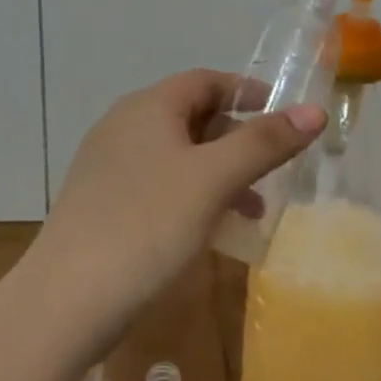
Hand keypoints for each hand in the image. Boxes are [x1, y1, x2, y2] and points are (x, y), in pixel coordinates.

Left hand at [30, 70, 324, 335]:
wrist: (66, 300)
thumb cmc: (147, 226)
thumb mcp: (213, 180)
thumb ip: (263, 143)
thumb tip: (313, 111)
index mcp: (147, 107)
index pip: (205, 80)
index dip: (247, 92)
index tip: (285, 116)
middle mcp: (124, 126)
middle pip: (191, 116)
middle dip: (237, 139)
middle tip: (273, 169)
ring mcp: (108, 166)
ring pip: (176, 155)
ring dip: (218, 173)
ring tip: (252, 210)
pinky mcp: (102, 203)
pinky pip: (158, 184)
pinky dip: (191, 195)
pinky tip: (209, 231)